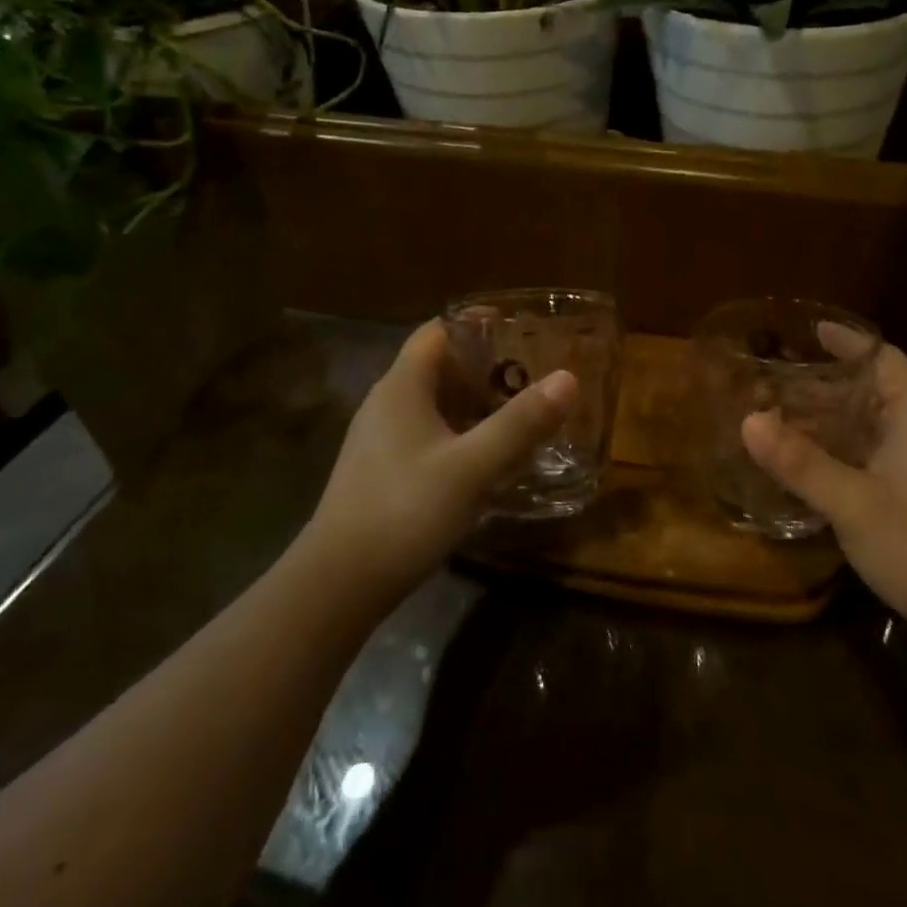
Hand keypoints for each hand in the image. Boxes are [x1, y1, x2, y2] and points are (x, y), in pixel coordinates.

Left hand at [299, 320, 578, 608]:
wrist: (338, 583)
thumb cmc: (405, 511)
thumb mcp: (473, 467)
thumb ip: (520, 423)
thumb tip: (568, 378)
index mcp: (402, 387)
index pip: (436, 331)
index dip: (474, 323)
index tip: (516, 327)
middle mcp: (385, 403)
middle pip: (436, 365)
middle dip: (482, 365)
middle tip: (528, 373)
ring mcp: (378, 439)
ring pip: (431, 402)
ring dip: (471, 401)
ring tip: (515, 412)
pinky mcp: (379, 470)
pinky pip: (424, 432)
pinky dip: (456, 431)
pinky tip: (482, 457)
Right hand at [741, 338, 906, 642]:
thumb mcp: (855, 503)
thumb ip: (801, 463)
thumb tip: (748, 420)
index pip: (887, 361)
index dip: (853, 342)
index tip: (812, 333)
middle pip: (870, 395)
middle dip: (823, 388)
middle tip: (773, 386)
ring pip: (865, 433)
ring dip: (824, 425)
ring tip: (776, 424)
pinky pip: (864, 464)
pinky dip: (832, 458)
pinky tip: (801, 473)